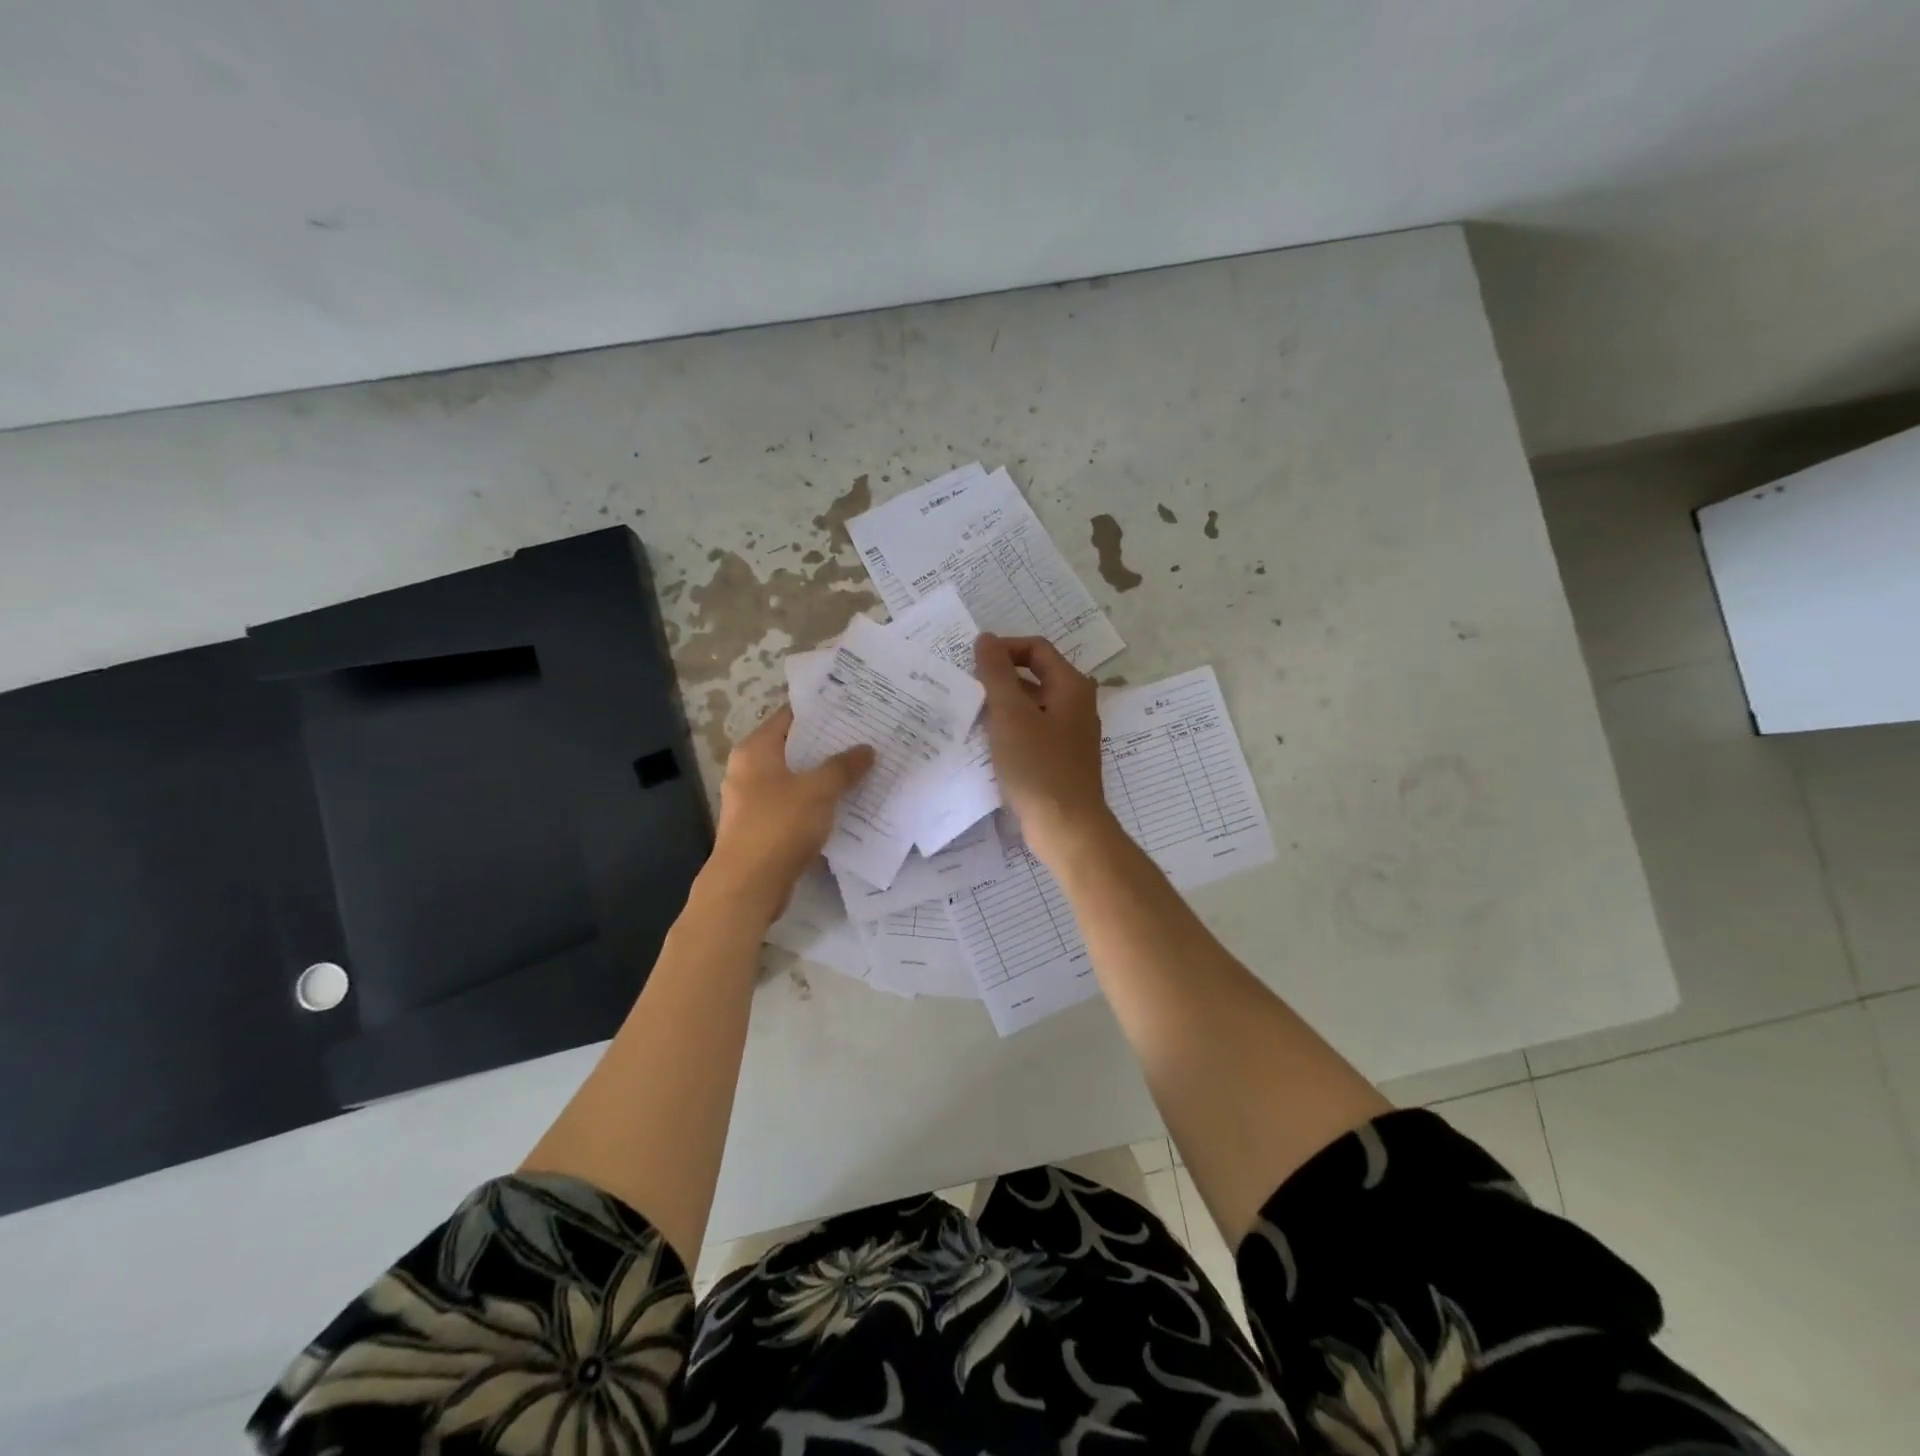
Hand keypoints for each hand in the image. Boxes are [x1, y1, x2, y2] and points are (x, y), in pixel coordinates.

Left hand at [706, 705, 873, 920]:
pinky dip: (815, 802)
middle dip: (828, 744)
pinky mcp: (761, 827)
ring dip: (823, 775)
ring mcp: (752, 800)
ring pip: (795, 778)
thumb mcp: (818, 790)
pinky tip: (844, 804)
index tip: (853, 708)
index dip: (821, 711)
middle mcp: (748, 769)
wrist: (747, 886)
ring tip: (861, 768)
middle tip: (865, 737)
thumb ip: (843, 767)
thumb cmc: (779, 826)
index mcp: (755, 750)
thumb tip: (866, 749)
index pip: (790, 716)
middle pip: (793, 747)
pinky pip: (794, 804)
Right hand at [974, 633, 1114, 864]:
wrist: (1066, 827)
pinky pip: (1032, 732)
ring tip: (970, 714)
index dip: (1004, 649)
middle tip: (966, 688)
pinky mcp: (1060, 759)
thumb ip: (996, 674)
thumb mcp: (1011, 715)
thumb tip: (986, 638)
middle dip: (1000, 678)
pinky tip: (987, 743)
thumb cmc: (1039, 767)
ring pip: (1032, 706)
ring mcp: (1070, 734)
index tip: (972, 664)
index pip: (1036, 649)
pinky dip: (1011, 730)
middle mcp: (1076, 705)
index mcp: (1071, 686)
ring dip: (1003, 705)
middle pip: (1035, 676)